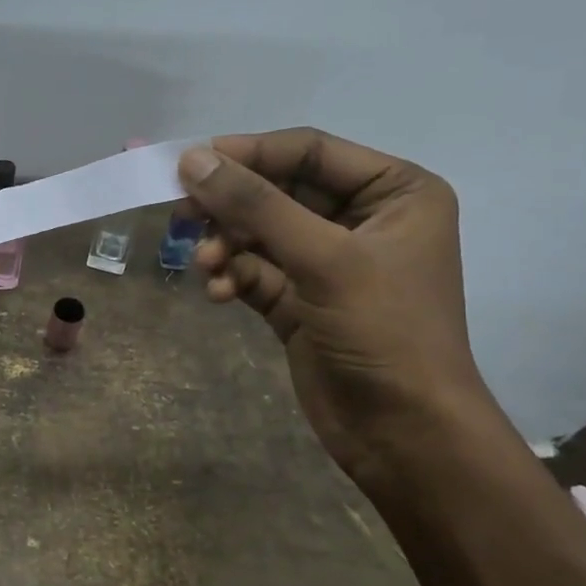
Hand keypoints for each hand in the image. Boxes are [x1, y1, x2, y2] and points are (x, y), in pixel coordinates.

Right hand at [177, 129, 500, 488]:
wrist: (403, 434)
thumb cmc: (383, 332)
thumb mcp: (323, 258)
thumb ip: (256, 204)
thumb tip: (192, 159)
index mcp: (394, 192)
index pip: (308, 152)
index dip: (249, 153)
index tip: (190, 163)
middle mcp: (362, 218)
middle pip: (277, 191)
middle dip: (231, 206)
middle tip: (182, 215)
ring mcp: (328, 261)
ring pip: (260, 232)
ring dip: (227, 244)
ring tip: (205, 265)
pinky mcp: (300, 299)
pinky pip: (255, 270)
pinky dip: (233, 276)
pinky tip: (219, 293)